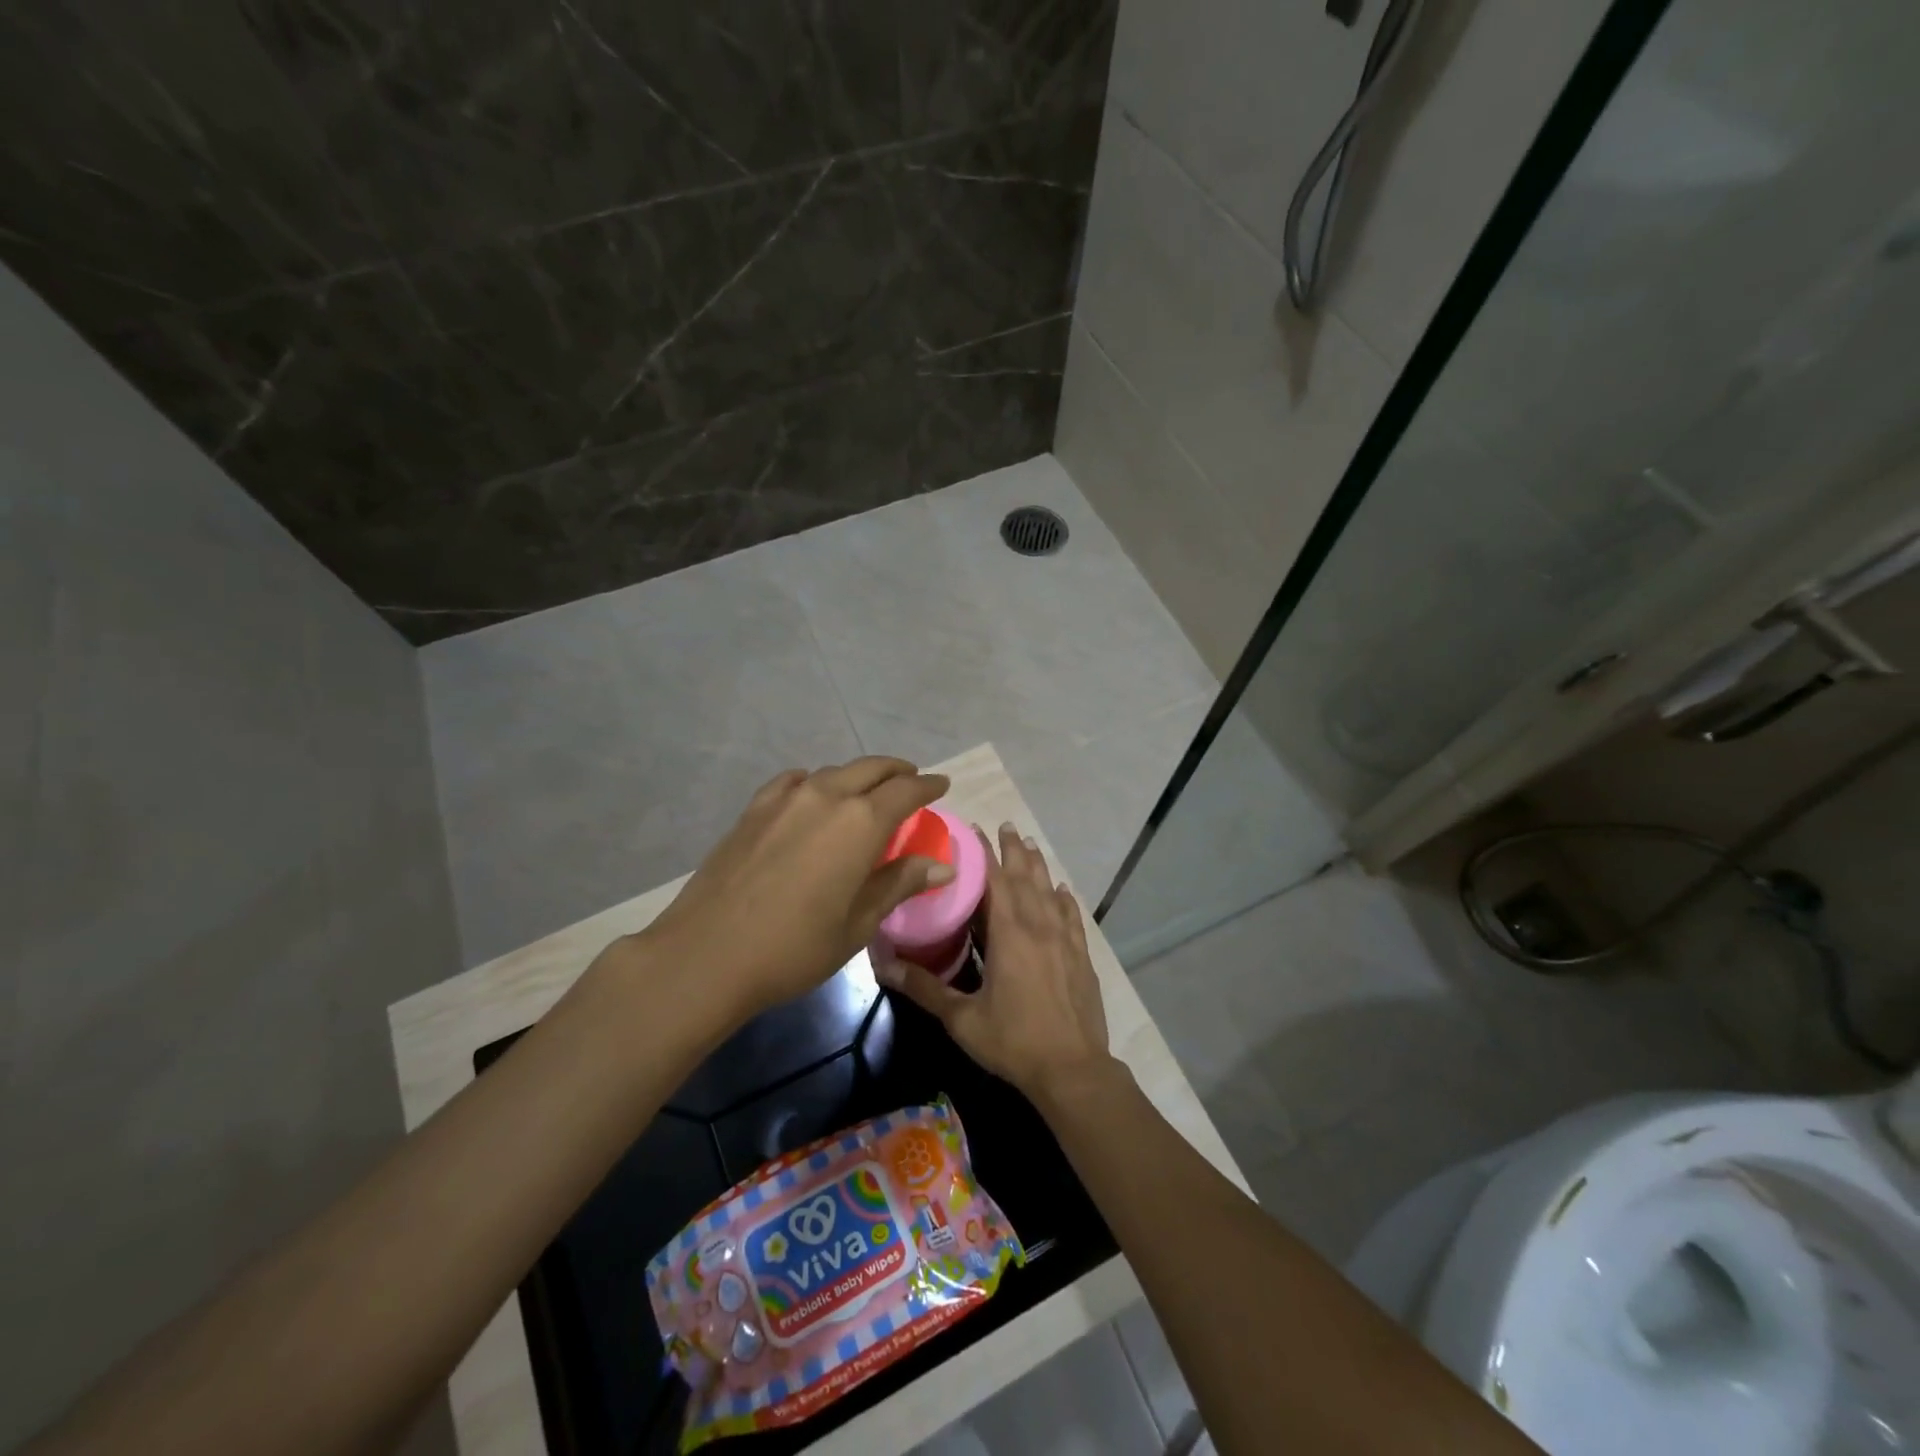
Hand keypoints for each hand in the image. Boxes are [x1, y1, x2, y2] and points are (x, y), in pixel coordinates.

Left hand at [624, 758, 952, 1018]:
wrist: (706, 953)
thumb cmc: (794, 947)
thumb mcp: (858, 923)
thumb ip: (899, 884)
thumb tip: (942, 865)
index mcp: (860, 822)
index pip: (905, 791)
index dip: (927, 786)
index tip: (942, 785)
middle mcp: (826, 796)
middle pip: (870, 769)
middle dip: (897, 771)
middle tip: (911, 781)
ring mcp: (785, 798)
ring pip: (833, 772)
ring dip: (858, 776)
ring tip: (867, 793)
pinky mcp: (754, 809)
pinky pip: (795, 781)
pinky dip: (816, 782)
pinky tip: (813, 797)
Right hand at [875, 824, 1115, 1106]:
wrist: (1073, 1069)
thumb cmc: (1014, 1041)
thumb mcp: (961, 1018)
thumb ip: (924, 988)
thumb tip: (882, 965)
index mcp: (1010, 933)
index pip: (996, 880)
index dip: (985, 853)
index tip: (975, 830)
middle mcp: (1039, 926)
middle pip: (1025, 877)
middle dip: (1013, 850)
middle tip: (1005, 826)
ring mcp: (1064, 940)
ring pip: (1049, 891)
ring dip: (1038, 866)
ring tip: (1029, 844)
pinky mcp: (1081, 956)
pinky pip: (1072, 917)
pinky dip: (1064, 900)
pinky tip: (1062, 892)